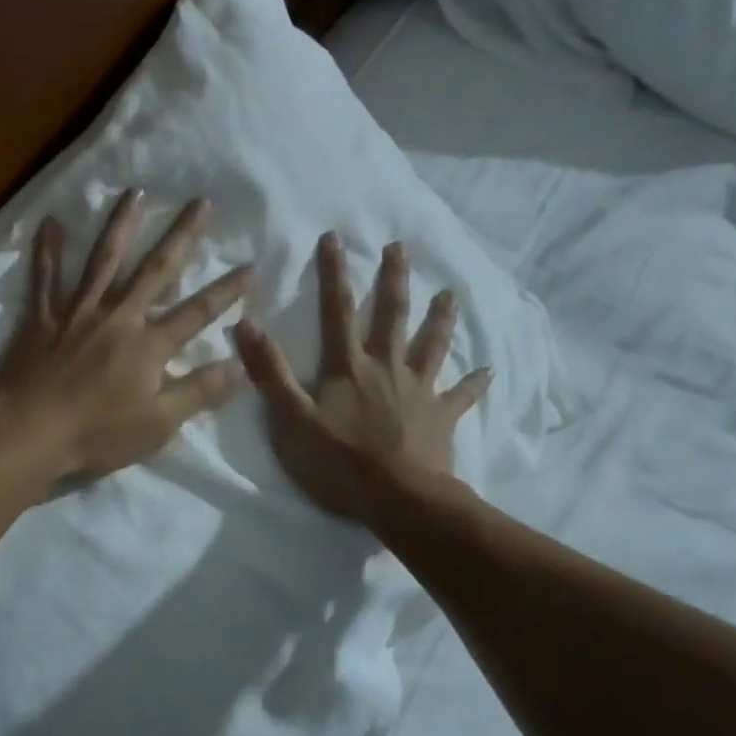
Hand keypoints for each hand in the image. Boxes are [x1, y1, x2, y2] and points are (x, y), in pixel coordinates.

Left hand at [0, 190, 252, 477]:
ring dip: (121, 225)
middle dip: (182, 236)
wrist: (29, 432)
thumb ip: (200, 391)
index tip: (251, 266)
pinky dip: (48, 251)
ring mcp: (78, 313)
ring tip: (135, 193)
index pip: (198, 312)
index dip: (227, 291)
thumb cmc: (98, 433)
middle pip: (156, 270)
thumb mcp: (160, 424)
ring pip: (103, 261)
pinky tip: (50, 221)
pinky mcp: (44, 319)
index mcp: (149, 344)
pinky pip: (45, 279)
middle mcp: (118, 317)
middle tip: (201, 202)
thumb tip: (241, 365)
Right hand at [235, 233, 488, 521]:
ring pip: (431, 345)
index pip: (337, 311)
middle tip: (399, 248)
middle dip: (393, 280)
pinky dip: (474, 383)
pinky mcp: (440, 417)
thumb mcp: (290, 419)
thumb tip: (246, 323)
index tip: (335, 237)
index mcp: (347, 366)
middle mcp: (386, 367)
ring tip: (450, 294)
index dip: (333, 274)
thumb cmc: (338, 461)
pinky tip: (489, 372)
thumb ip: (269, 372)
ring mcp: (418, 390)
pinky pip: (461, 396)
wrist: (398, 498)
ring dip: (439, 319)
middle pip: (391, 316)